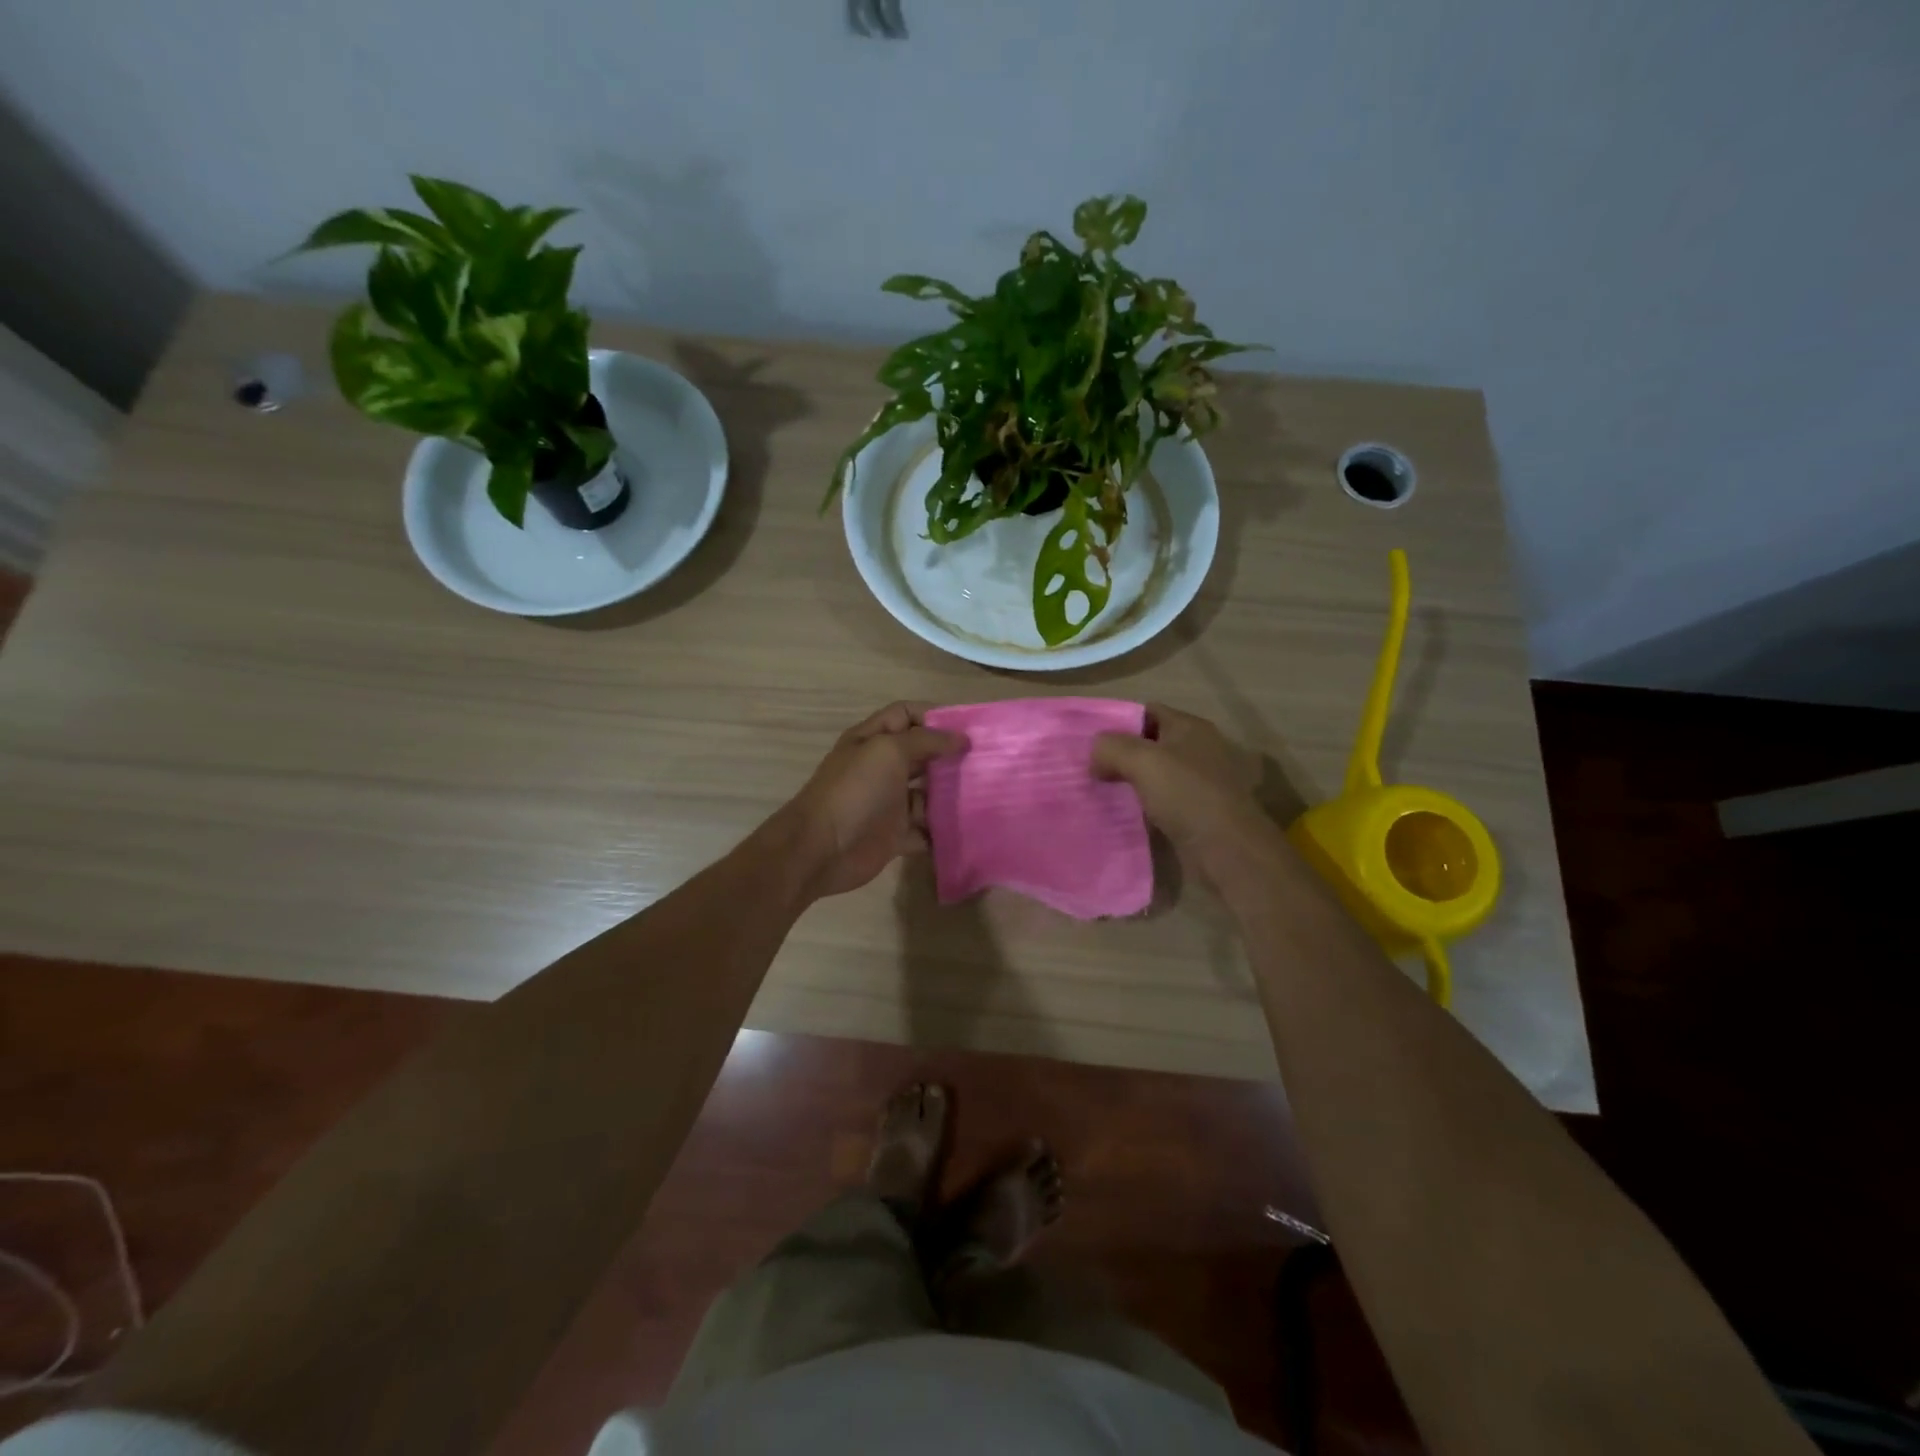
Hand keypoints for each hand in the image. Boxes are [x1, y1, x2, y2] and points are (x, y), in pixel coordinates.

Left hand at [784, 702, 968, 898]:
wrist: (820, 849)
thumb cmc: (854, 791)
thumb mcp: (888, 752)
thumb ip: (926, 741)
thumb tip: (961, 739)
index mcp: (873, 740)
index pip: (905, 715)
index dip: (934, 716)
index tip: (968, 727)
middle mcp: (881, 768)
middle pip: (921, 755)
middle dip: (950, 756)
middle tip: (988, 761)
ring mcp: (888, 803)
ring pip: (927, 794)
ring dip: (951, 795)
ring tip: (987, 795)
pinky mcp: (894, 836)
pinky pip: (925, 831)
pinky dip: (942, 832)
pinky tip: (969, 828)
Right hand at [1091, 704, 1283, 886]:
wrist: (1227, 849)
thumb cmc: (1187, 794)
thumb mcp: (1141, 761)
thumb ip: (1111, 748)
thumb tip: (1095, 755)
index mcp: (1190, 728)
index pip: (1148, 711)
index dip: (1120, 722)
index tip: (1092, 742)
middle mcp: (1198, 749)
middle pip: (1150, 744)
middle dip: (1121, 755)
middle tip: (1091, 769)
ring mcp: (1200, 782)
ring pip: (1155, 775)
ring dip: (1131, 782)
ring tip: (1101, 791)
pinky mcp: (1198, 812)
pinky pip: (1162, 801)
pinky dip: (1144, 806)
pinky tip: (1124, 814)